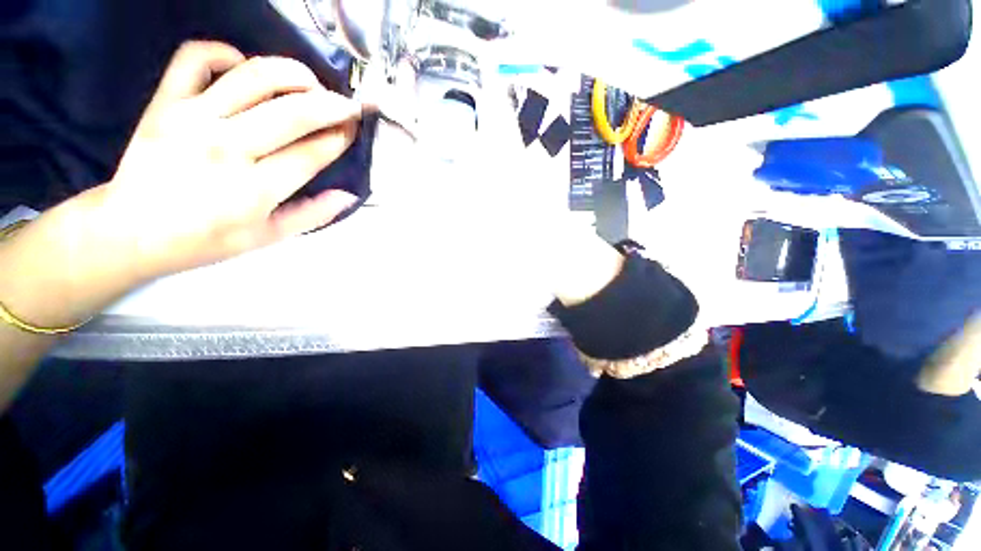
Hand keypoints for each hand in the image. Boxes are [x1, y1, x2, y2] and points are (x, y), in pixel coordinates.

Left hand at [100, 41, 364, 279]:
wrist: (131, 231)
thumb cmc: (206, 240)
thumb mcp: (269, 238)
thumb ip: (313, 215)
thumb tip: (349, 195)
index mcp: (256, 189)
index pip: (312, 153)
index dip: (341, 137)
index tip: (354, 129)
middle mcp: (227, 147)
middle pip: (293, 112)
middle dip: (332, 104)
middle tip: (347, 104)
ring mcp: (192, 118)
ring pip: (253, 76)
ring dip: (293, 73)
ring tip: (310, 82)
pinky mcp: (165, 102)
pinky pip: (195, 58)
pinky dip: (224, 52)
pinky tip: (244, 66)